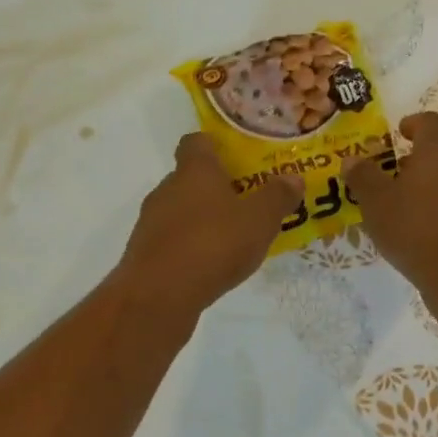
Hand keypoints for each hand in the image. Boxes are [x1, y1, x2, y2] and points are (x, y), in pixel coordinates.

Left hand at [118, 133, 302, 313]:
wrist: (159, 294)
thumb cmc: (213, 244)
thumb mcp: (259, 220)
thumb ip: (277, 197)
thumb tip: (293, 178)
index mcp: (194, 171)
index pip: (196, 142)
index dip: (213, 145)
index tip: (233, 157)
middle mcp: (167, 189)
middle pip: (189, 178)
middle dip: (213, 188)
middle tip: (243, 202)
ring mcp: (151, 222)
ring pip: (179, 211)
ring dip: (201, 219)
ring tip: (230, 238)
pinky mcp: (144, 253)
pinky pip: (171, 240)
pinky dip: (188, 246)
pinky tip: (208, 265)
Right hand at [344, 113, 437, 289]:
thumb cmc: (415, 229)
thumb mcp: (376, 203)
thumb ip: (362, 177)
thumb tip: (351, 160)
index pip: (430, 121)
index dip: (413, 124)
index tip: (400, 133)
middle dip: (422, 159)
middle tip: (398, 177)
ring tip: (414, 206)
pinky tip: (435, 230)